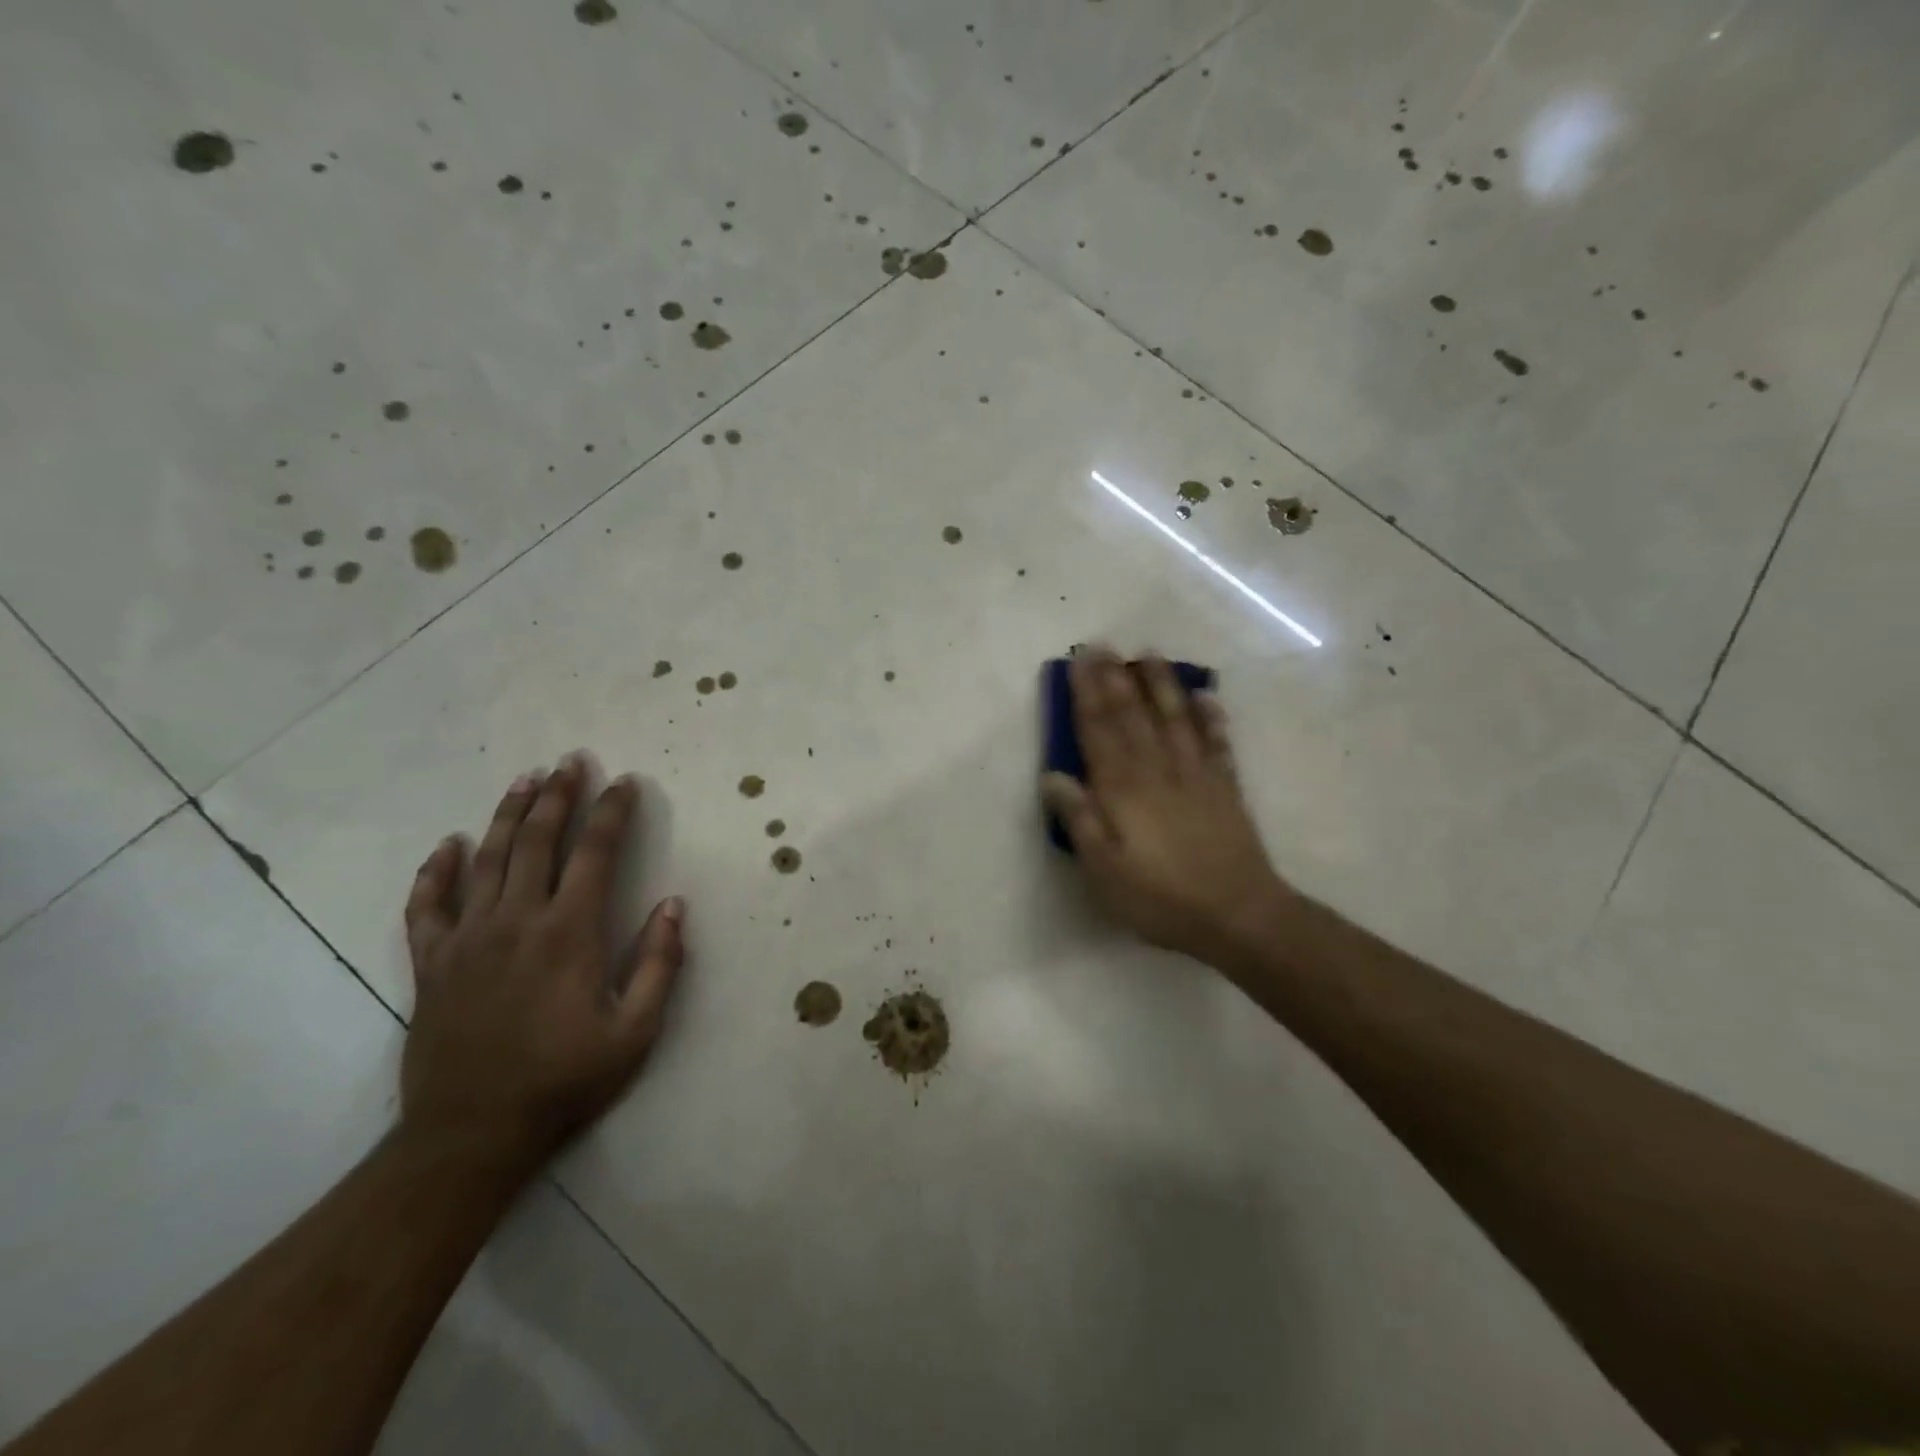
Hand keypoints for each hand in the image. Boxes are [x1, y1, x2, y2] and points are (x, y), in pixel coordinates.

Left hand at [400, 753, 683, 1168]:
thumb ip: (659, 964)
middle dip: (558, 796)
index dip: (613, 812)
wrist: (470, 1135)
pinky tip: (448, 846)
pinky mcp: (432, 964)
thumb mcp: (635, 1032)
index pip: (595, 853)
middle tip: (570, 761)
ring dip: (508, 815)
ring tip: (524, 780)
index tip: (624, 782)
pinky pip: (427, 907)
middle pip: (537, 841)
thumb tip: (674, 904)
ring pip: (487, 860)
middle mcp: (516, 921)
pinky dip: (436, 872)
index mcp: (569, 933)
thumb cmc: (563, 1081)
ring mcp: (467, 939)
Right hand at [1041, 650, 1290, 963]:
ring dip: (1160, 684)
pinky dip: (1211, 716)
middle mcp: (1158, 770)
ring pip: (1174, 718)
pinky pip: (1216, 742)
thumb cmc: (1160, 897)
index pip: (1100, 730)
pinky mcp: (1225, 787)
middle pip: (1133, 714)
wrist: (1237, 915)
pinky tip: (1206, 695)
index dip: (1087, 693)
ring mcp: (1196, 775)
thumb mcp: (1104, 869)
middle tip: (1103, 644)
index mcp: (1123, 789)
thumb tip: (1052, 775)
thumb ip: (1079, 819)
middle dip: (1115, 677)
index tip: (1078, 660)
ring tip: (1150, 654)